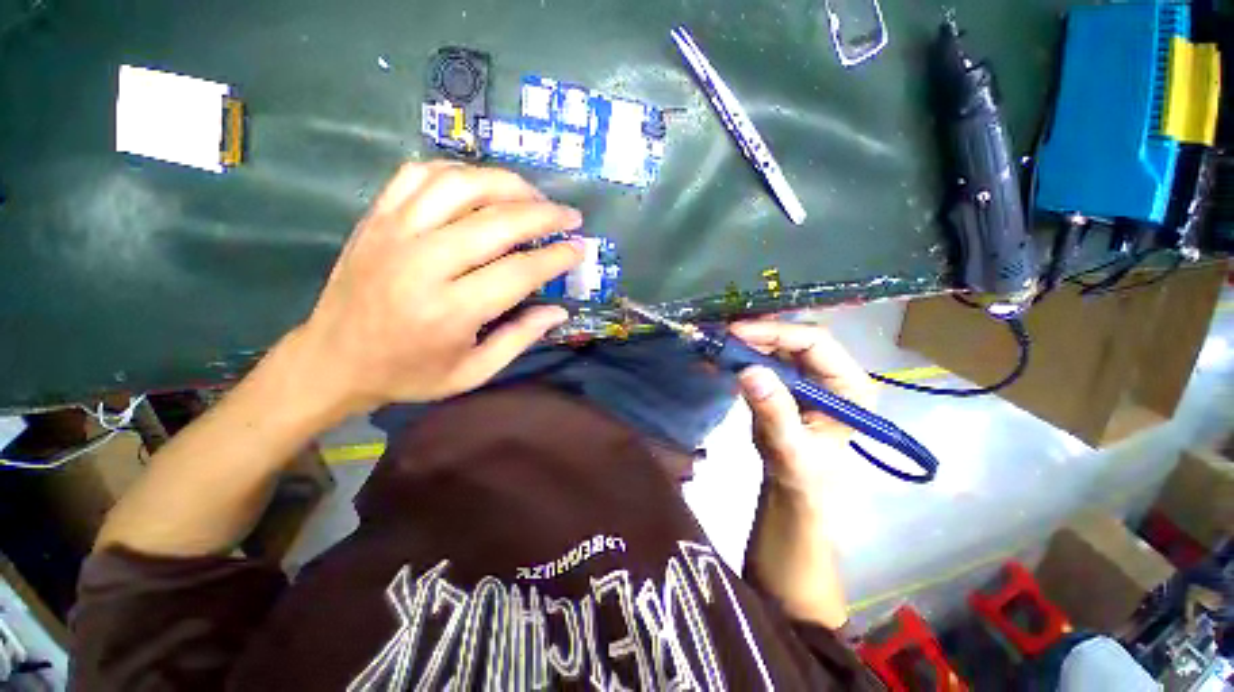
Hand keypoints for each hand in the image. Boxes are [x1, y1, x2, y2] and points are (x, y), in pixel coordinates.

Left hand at [291, 161, 584, 413]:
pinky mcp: (376, 218)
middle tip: (570, 215)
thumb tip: (559, 310)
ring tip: (533, 194)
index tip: (579, 249)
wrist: (332, 360)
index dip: (556, 257)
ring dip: (506, 184)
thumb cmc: (409, 373)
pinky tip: (480, 185)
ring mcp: (395, 233)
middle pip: (497, 222)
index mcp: (451, 311)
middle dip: (544, 214)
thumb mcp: (473, 372)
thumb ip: (520, 339)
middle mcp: (424, 263)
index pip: (520, 271)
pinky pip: (419, 175)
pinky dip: (457, 172)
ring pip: (461, 186)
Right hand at [729, 321, 875, 493]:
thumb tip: (749, 370)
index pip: (816, 342)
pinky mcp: (788, 379)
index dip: (776, 332)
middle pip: (795, 337)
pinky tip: (721, 357)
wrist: (795, 490)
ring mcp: (808, 374)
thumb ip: (775, 412)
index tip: (738, 333)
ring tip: (719, 344)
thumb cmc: (804, 476)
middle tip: (724, 336)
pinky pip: (764, 357)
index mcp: (848, 385)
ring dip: (747, 342)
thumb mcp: (790, 448)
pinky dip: (742, 354)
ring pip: (777, 343)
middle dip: (758, 333)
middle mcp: (832, 372)